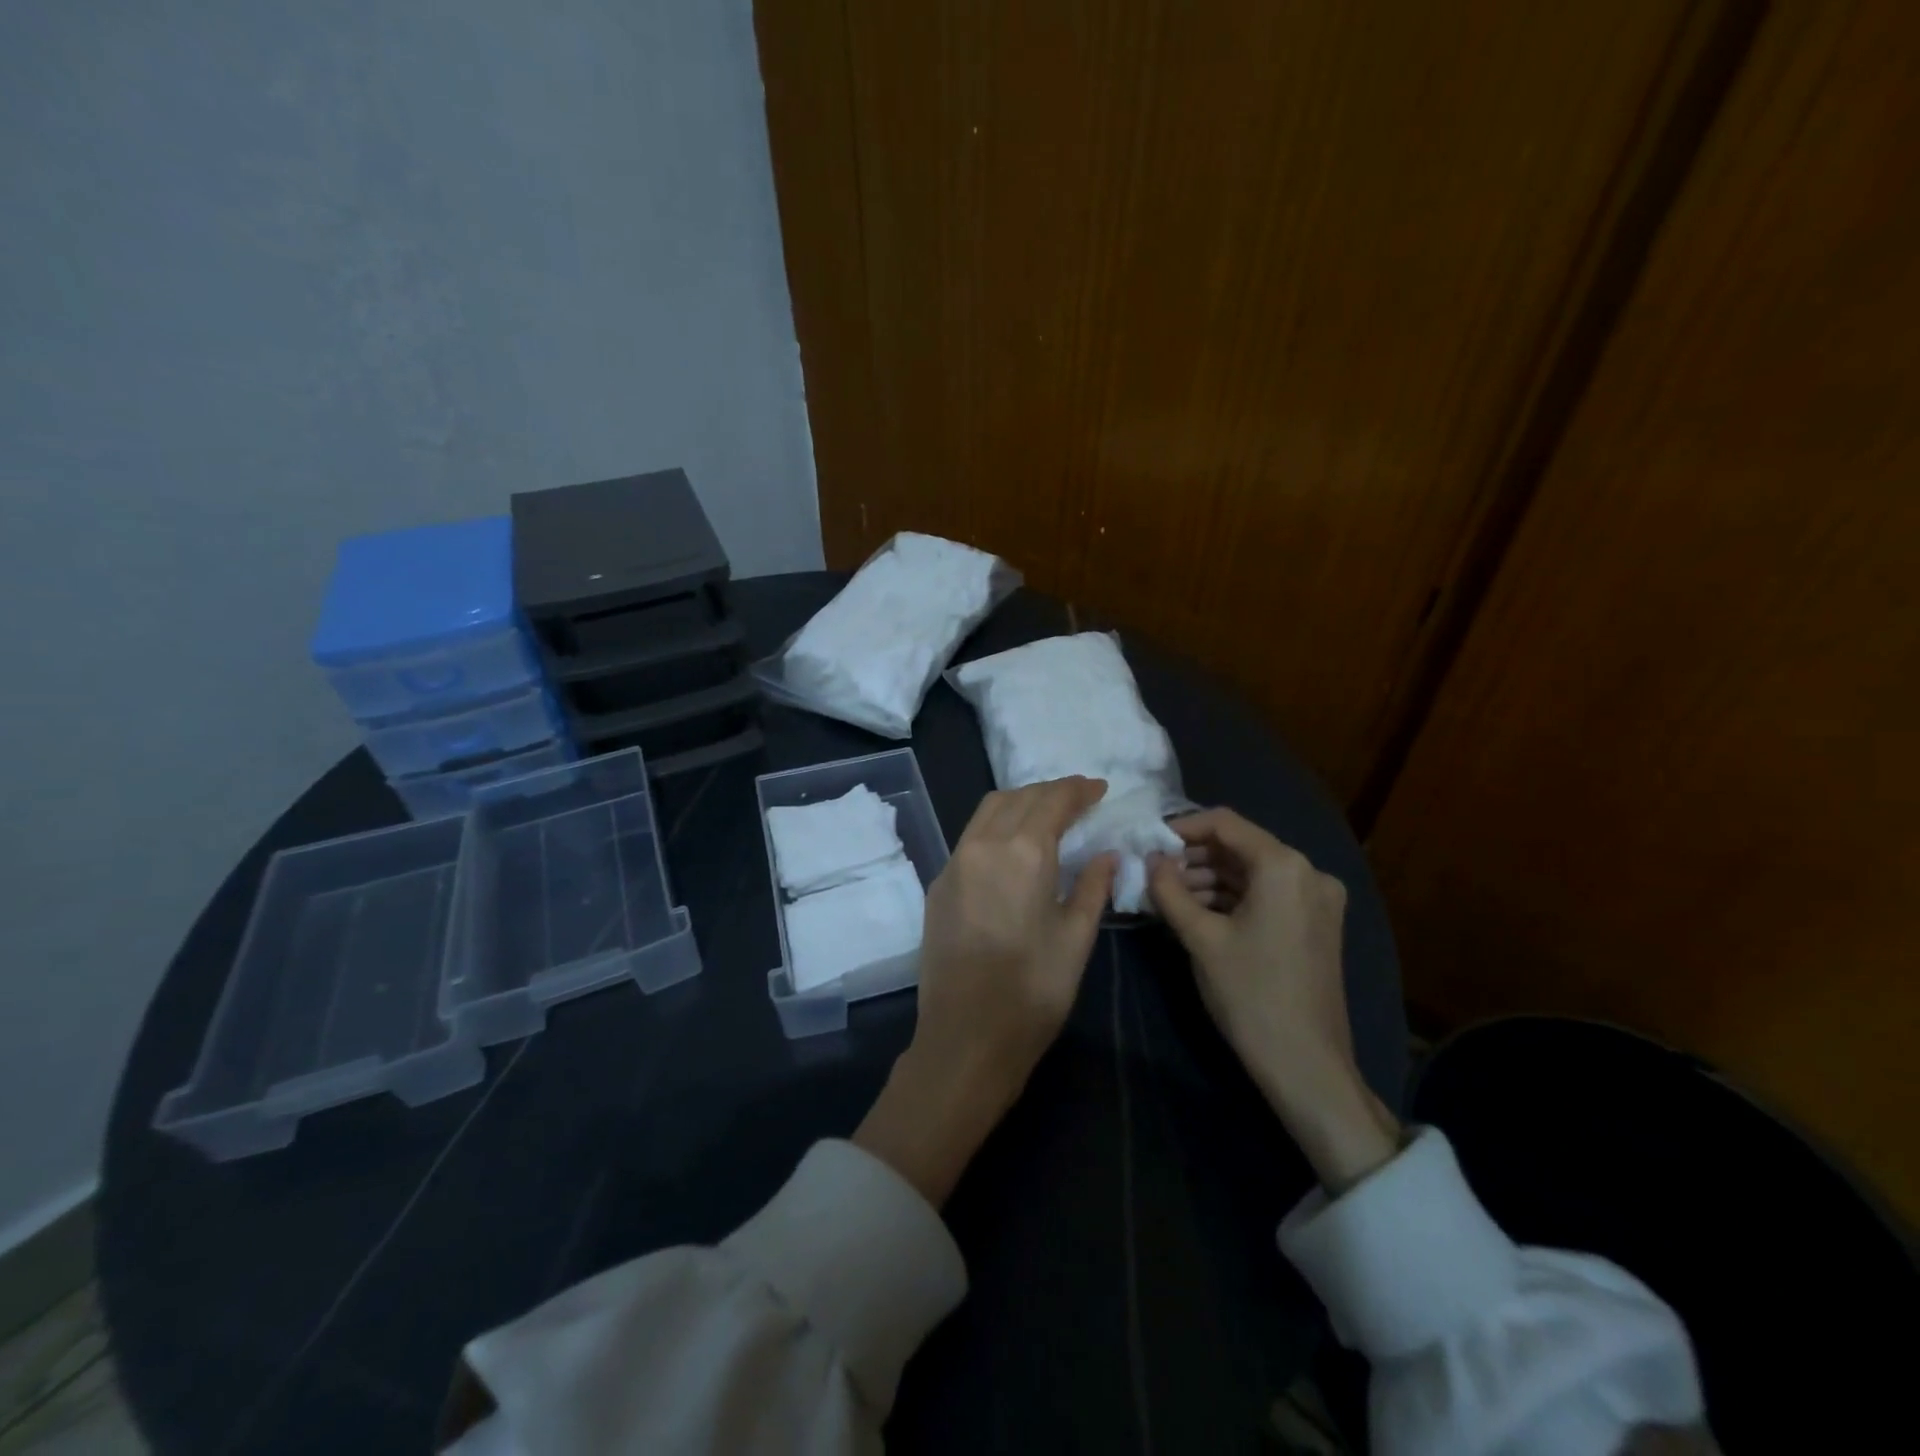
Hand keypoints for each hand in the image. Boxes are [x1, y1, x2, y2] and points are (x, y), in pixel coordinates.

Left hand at [855, 778, 1116, 1206]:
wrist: (965, 1037)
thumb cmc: (1033, 992)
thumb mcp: (1076, 939)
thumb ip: (1093, 887)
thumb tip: (1106, 854)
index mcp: (1023, 853)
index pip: (1052, 800)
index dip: (1078, 790)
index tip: (1098, 789)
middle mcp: (982, 844)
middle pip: (1018, 797)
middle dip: (1050, 792)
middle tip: (1078, 800)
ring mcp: (954, 862)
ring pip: (988, 811)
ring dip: (1020, 802)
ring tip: (1047, 815)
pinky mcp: (938, 883)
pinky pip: (970, 837)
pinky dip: (996, 826)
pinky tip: (1013, 846)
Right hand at [1149, 808, 1398, 1192]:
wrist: (1306, 1064)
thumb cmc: (1250, 994)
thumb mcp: (1200, 938)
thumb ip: (1169, 889)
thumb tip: (1149, 859)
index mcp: (1284, 866)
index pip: (1224, 823)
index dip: (1181, 827)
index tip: (1148, 843)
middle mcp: (1309, 872)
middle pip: (1239, 846)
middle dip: (1192, 857)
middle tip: (1153, 874)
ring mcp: (1317, 899)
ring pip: (1251, 872)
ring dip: (1209, 878)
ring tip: (1168, 896)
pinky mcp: (1316, 924)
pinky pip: (1266, 894)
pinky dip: (1231, 898)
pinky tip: (1197, 913)